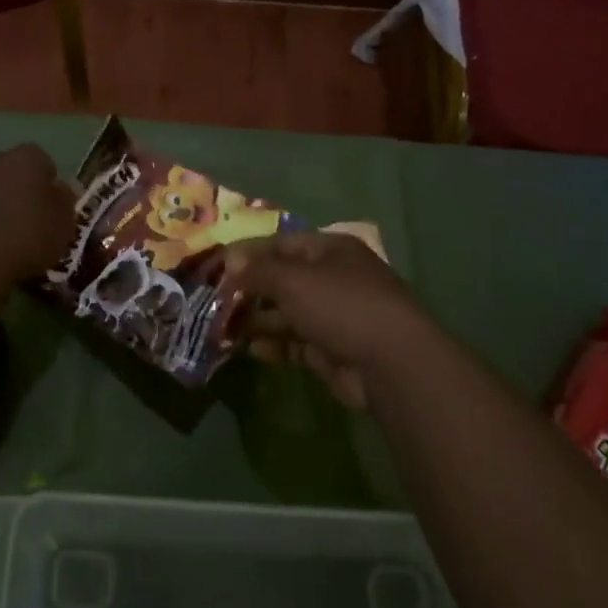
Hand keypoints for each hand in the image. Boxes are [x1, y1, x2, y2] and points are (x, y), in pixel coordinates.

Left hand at [0, 145, 74, 282]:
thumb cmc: (28, 234)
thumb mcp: (64, 222)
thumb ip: (63, 200)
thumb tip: (59, 190)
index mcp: (26, 157)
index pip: (42, 160)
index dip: (46, 182)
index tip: (50, 206)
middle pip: (8, 169)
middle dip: (14, 186)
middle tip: (24, 217)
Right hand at [217, 232, 441, 408]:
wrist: (392, 364)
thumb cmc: (341, 305)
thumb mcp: (293, 280)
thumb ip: (258, 270)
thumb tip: (229, 260)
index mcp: (331, 250)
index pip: (282, 243)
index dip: (249, 253)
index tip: (217, 266)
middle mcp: (333, 278)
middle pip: (283, 279)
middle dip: (250, 289)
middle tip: (215, 300)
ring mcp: (334, 315)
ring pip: (286, 313)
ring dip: (257, 319)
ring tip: (222, 327)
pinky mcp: (331, 350)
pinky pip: (295, 342)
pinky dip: (273, 344)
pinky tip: (250, 349)